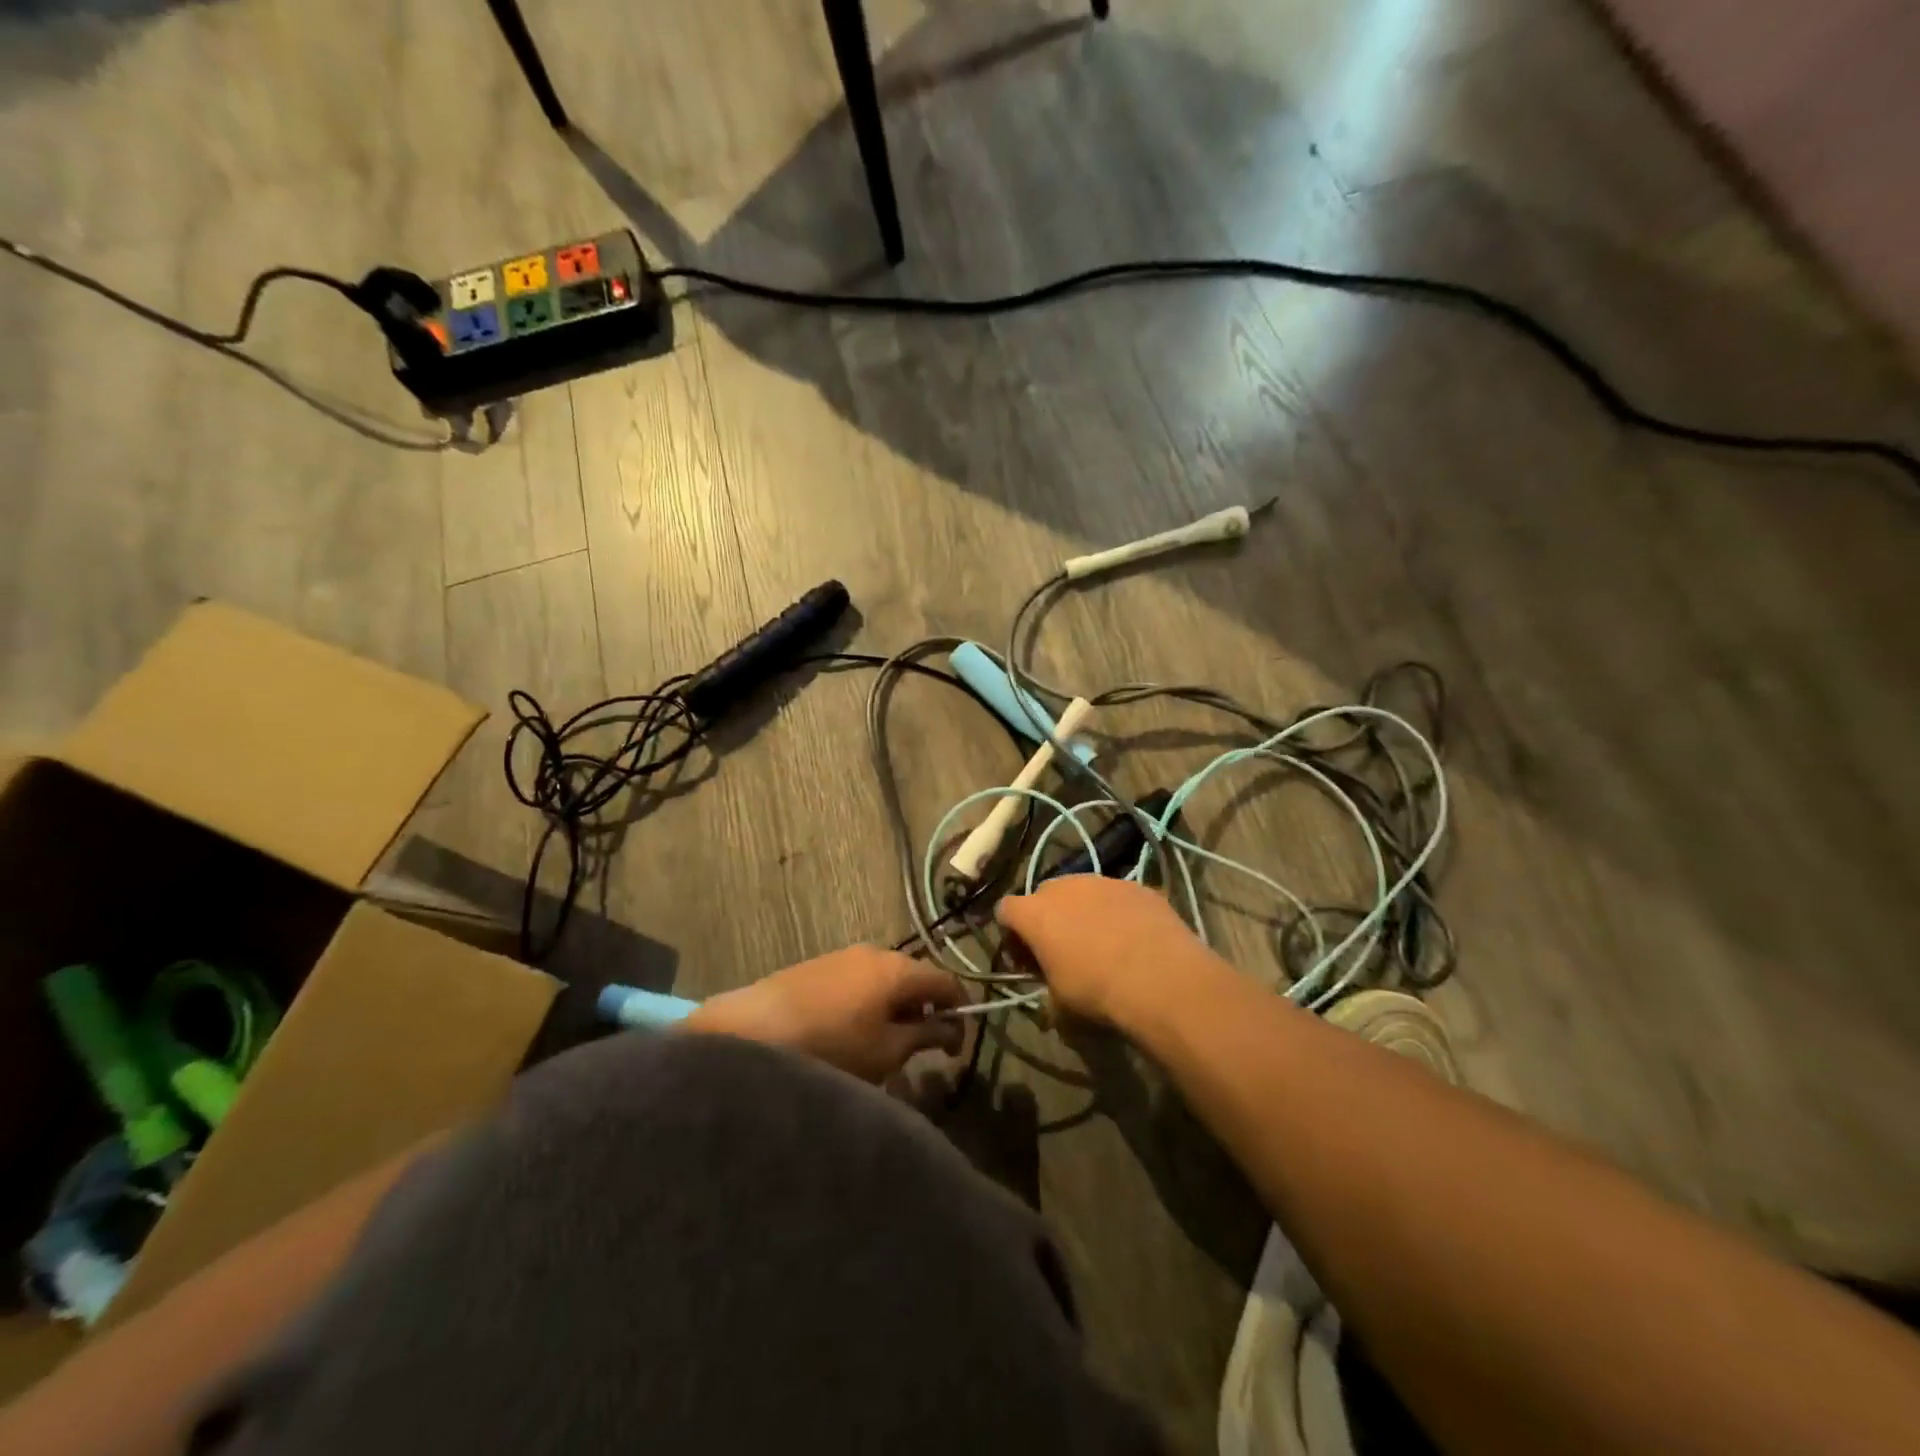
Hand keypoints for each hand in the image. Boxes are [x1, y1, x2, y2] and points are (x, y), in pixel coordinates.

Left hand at [684, 946, 964, 1082]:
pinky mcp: (818, 966)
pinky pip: (859, 981)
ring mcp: (844, 955)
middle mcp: (875, 952)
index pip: (946, 981)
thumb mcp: (885, 1051)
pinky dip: (869, 1003)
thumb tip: (949, 1027)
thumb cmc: (831, 1044)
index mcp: (899, 968)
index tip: (955, 1049)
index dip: (959, 1012)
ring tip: (884, 1045)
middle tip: (920, 1048)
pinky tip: (852, 1032)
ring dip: (895, 1008)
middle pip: (915, 977)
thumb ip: (924, 1036)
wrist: (753, 1029)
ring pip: (885, 980)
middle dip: (924, 1010)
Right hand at [996, 877, 1214, 1026]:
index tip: (1026, 960)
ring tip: (1104, 943)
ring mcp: (1103, 881)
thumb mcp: (1060, 1008)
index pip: (1006, 910)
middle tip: (1063, 951)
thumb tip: (1053, 1002)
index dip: (1012, 934)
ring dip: (1085, 912)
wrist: (1160, 977)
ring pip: (1083, 891)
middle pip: (1044, 895)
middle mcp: (1064, 887)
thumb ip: (1048, 995)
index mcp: (1035, 913)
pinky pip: (1118, 896)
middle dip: (1048, 918)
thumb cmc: (1097, 992)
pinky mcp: (1137, 886)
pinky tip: (1134, 939)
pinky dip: (1119, 912)